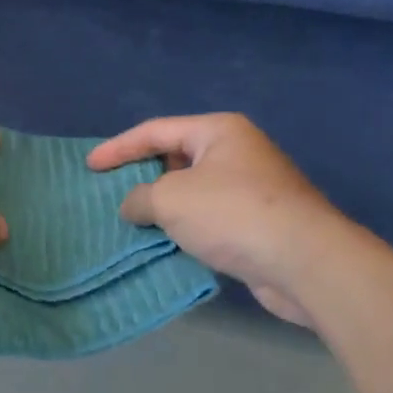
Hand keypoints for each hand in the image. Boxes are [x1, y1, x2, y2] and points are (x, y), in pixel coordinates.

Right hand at [88, 114, 341, 325]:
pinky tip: (165, 242)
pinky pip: (209, 217)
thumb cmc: (231, 214)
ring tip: (131, 220)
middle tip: (110, 192)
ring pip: (192, 190)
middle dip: (142, 175)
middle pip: (175, 157)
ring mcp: (251, 187)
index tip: (89, 166)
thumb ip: (140, 198)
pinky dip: (185, 227)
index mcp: (218, 131)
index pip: (155, 131)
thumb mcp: (170, 199)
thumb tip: (135, 206)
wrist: (304, 261)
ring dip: (163, 206)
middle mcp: (237, 152)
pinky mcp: (258, 222)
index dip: (118, 147)